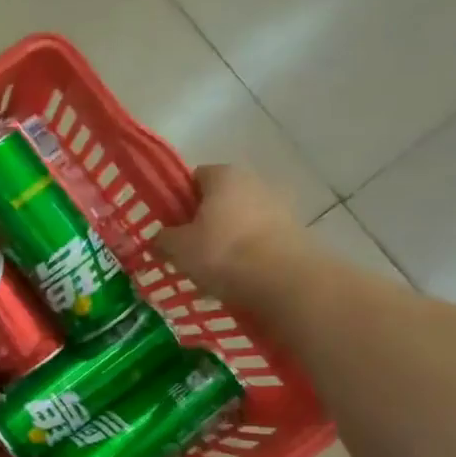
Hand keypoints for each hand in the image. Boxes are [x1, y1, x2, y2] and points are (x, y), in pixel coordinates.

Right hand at [152, 165, 308, 301]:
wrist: (284, 280)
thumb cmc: (222, 252)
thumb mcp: (177, 247)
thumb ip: (163, 238)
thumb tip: (161, 238)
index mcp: (224, 175)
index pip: (193, 178)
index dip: (177, 200)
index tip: (168, 225)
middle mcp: (254, 182)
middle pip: (218, 200)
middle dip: (202, 221)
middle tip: (185, 249)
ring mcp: (279, 206)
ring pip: (239, 221)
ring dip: (225, 239)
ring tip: (209, 270)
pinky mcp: (294, 233)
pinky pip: (258, 240)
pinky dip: (245, 254)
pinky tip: (234, 278)